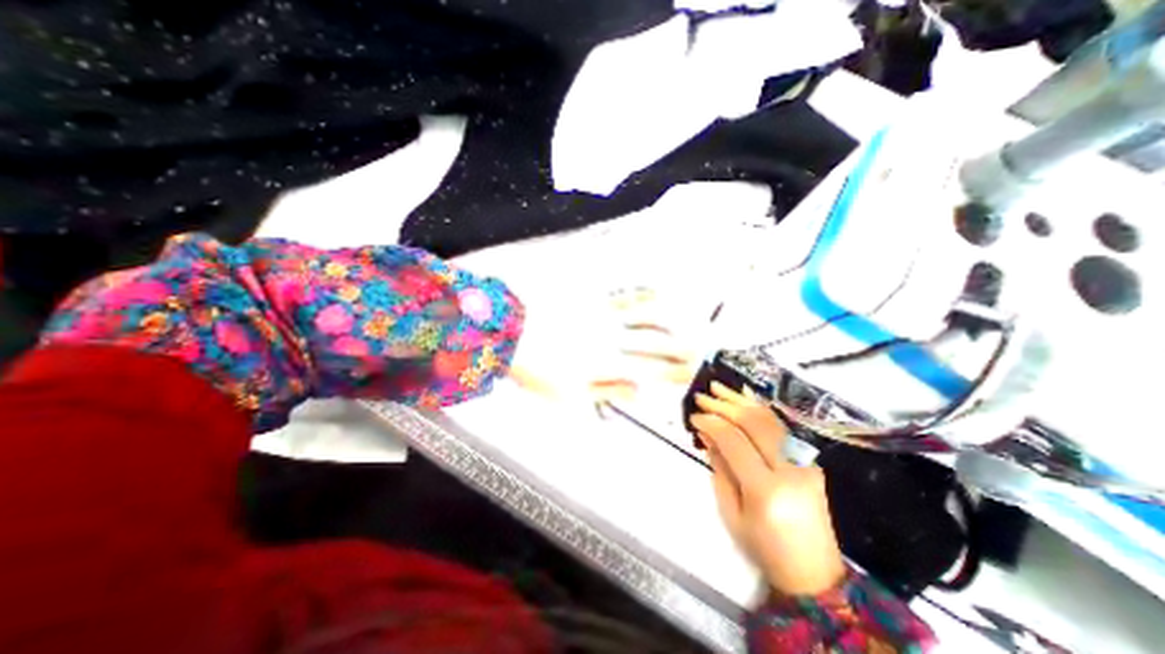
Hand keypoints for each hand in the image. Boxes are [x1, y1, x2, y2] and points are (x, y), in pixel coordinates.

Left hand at [506, 286, 695, 403]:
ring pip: (643, 316)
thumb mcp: (570, 395)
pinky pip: (623, 295)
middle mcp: (612, 339)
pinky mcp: (592, 300)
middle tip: (699, 349)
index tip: (693, 373)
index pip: (650, 370)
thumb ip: (607, 392)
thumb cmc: (537, 369)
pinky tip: (654, 291)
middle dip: (679, 348)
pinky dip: (642, 294)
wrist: (513, 333)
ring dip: (666, 320)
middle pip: (653, 344)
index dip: (673, 372)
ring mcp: (604, 317)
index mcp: (607, 364)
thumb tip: (639, 392)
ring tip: (682, 322)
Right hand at [689, 383, 847, 596]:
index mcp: (765, 490)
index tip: (694, 416)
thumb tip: (706, 432)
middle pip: (753, 423)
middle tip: (702, 396)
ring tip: (719, 388)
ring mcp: (805, 463)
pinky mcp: (810, 461)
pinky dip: (760, 408)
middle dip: (724, 405)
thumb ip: (718, 467)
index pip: (733, 441)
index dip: (711, 423)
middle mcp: (789, 470)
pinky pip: (782, 426)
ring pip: (770, 419)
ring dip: (741, 400)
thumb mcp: (730, 512)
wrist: (814, 574)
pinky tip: (745, 397)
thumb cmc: (763, 547)